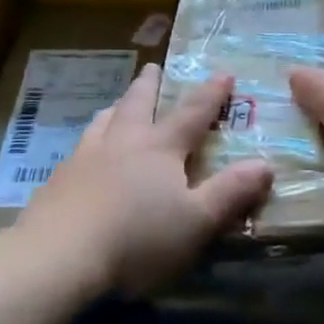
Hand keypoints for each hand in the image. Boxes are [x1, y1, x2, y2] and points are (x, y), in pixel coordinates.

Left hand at [18, 65, 272, 296]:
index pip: (192, 113)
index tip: (223, 73)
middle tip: (153, 66)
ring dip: (116, 109)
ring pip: (103, 122)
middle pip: (137, 104)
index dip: (211, 94)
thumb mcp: (196, 221)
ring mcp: (84, 159)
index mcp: (159, 148)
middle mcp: (122, 142)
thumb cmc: (137, 239)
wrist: (57, 257)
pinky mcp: (57, 182)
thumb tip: (266, 163)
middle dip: (150, 85)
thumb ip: (231, 192)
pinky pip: (78, 150)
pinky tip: (84, 157)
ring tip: (117, 105)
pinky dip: (90, 142)